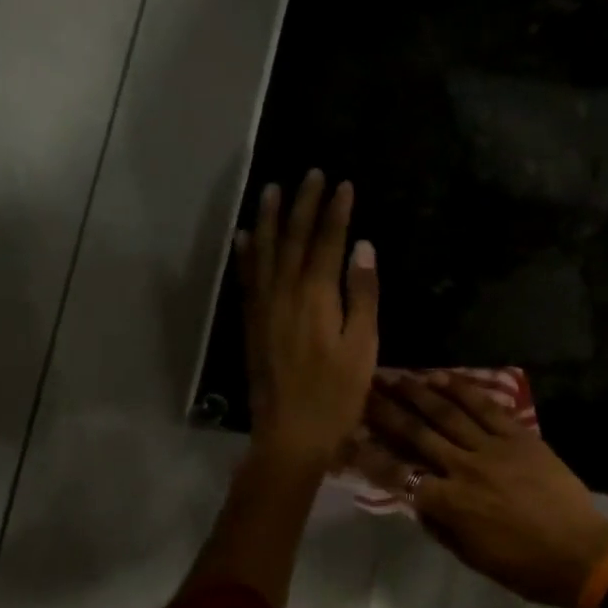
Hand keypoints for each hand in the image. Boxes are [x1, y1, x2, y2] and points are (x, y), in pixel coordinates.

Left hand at [235, 170, 378, 469]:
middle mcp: (284, 293)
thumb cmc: (337, 394)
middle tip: (311, 173)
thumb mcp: (363, 347)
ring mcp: (263, 307)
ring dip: (269, 218)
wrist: (290, 434)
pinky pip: (247, 278)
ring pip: (264, 252)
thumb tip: (363, 247)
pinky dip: (246, 253)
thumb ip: (362, 295)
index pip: (326, 242)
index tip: (343, 184)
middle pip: (293, 238)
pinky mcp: (251, 323)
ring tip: (273, 189)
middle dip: (303, 204)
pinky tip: (245, 236)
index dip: (335, 211)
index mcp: (316, 297)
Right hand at [352, 372, 607, 607]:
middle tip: (365, 390)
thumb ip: (441, 526)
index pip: (399, 474)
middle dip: (387, 411)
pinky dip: (463, 390)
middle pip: (418, 434)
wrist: (579, 551)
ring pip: (448, 413)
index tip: (350, 435)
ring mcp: (493, 448)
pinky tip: (443, 377)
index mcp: (450, 504)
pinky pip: (486, 407)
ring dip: (419, 392)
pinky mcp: (518, 436)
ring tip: (396, 376)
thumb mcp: (472, 556)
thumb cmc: (524, 565)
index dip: (370, 454)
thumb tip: (419, 501)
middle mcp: (464, 468)